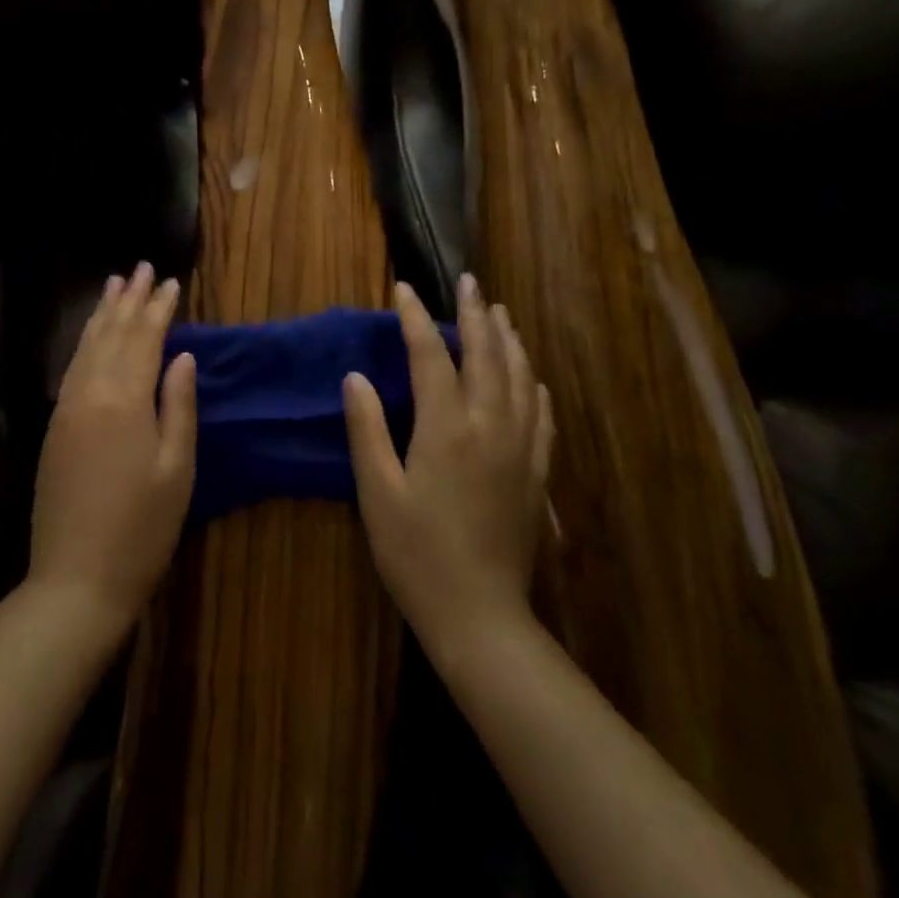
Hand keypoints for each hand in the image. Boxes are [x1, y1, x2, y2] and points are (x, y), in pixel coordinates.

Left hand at [29, 263, 195, 635]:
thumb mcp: (176, 468)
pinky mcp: (55, 427)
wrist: (76, 580)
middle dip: (129, 299)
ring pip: (86, 346)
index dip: (159, 308)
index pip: (144, 339)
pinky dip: (85, 342)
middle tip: (141, 267)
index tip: (171, 281)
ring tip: (114, 284)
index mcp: (124, 400)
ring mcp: (66, 409)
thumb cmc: (141, 528)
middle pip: (111, 333)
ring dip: (102, 313)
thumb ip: (179, 405)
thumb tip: (183, 355)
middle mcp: (90, 393)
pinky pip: (72, 368)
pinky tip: (92, 335)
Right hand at [344, 275, 554, 653]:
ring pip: (521, 378)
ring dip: (509, 340)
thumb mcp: (377, 492)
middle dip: (475, 314)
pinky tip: (531, 377)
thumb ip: (367, 429)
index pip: (430, 355)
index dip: (415, 318)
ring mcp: (520, 448)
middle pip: (486, 355)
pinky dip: (535, 385)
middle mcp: (489, 426)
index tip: (404, 289)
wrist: (480, 616)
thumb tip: (356, 377)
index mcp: (445, 427)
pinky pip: (542, 415)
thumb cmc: (416, 554)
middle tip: (468, 281)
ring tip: (500, 313)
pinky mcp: (536, 473)